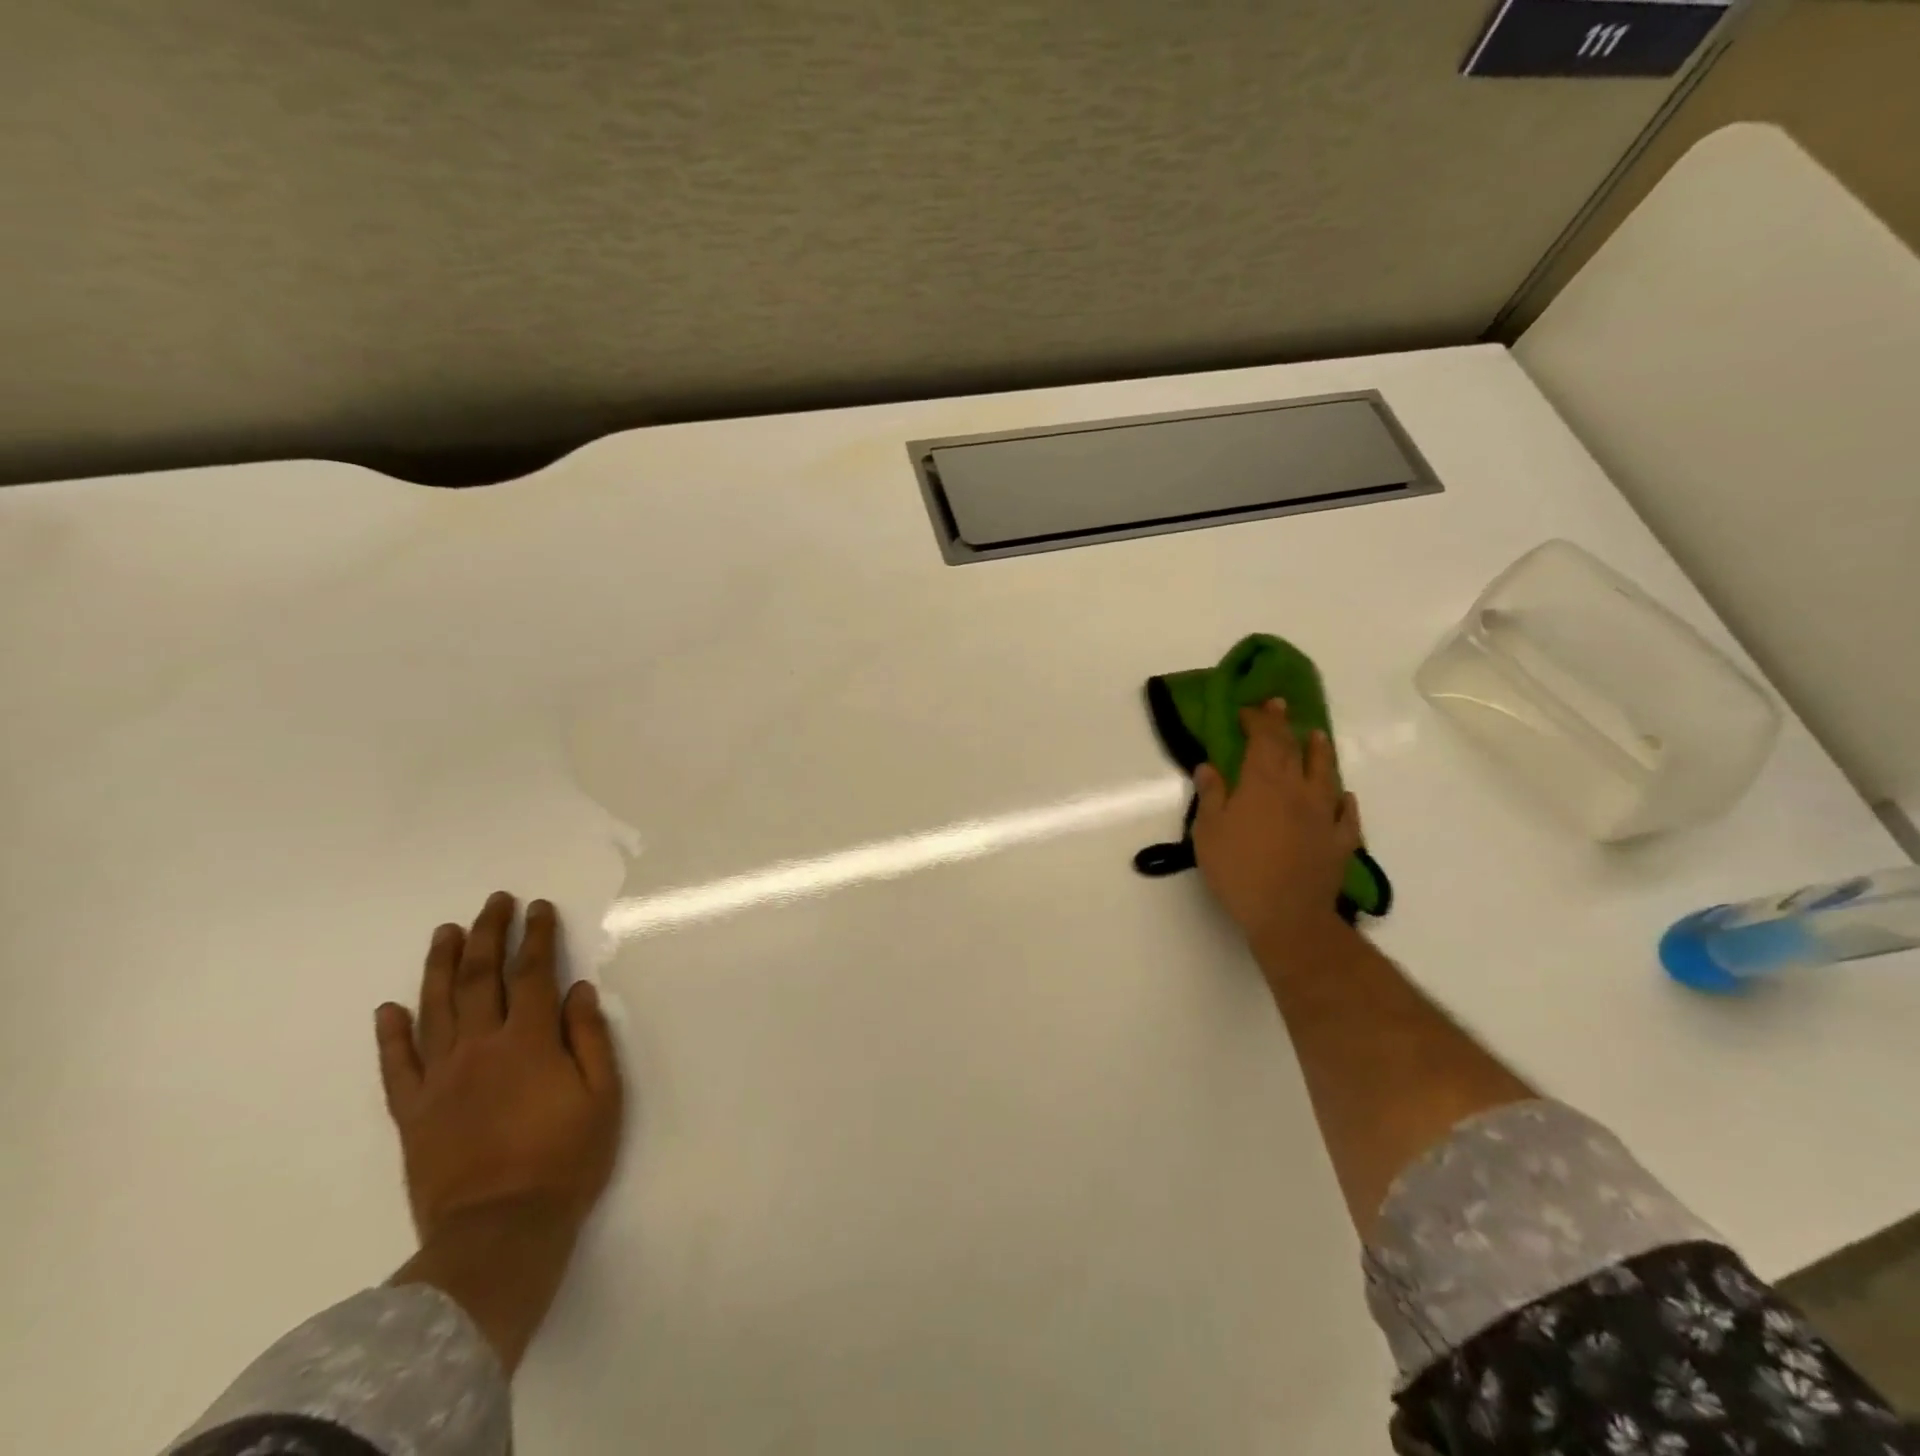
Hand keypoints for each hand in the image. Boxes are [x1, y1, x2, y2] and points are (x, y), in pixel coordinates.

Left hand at [376, 893, 622, 1370]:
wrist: (498, 1234)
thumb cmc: (565, 1160)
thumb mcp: (604, 1096)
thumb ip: (589, 1038)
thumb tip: (579, 990)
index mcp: (530, 1042)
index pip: (534, 973)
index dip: (537, 936)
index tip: (538, 908)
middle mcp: (480, 1048)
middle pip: (482, 978)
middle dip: (489, 934)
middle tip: (493, 902)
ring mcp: (440, 1079)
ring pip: (436, 1009)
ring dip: (441, 966)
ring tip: (446, 932)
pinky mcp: (413, 1112)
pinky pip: (397, 1066)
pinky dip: (392, 1035)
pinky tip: (389, 1009)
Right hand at [1192, 699, 1361, 952]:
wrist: (1286, 914)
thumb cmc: (1239, 869)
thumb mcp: (1209, 831)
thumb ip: (1211, 795)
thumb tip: (1209, 766)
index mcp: (1263, 784)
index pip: (1264, 740)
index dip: (1258, 720)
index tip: (1249, 709)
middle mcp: (1297, 791)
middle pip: (1293, 750)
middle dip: (1284, 726)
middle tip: (1279, 707)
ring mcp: (1323, 816)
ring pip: (1325, 775)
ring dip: (1320, 753)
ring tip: (1318, 737)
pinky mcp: (1339, 842)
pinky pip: (1346, 815)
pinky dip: (1344, 802)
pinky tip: (1344, 797)